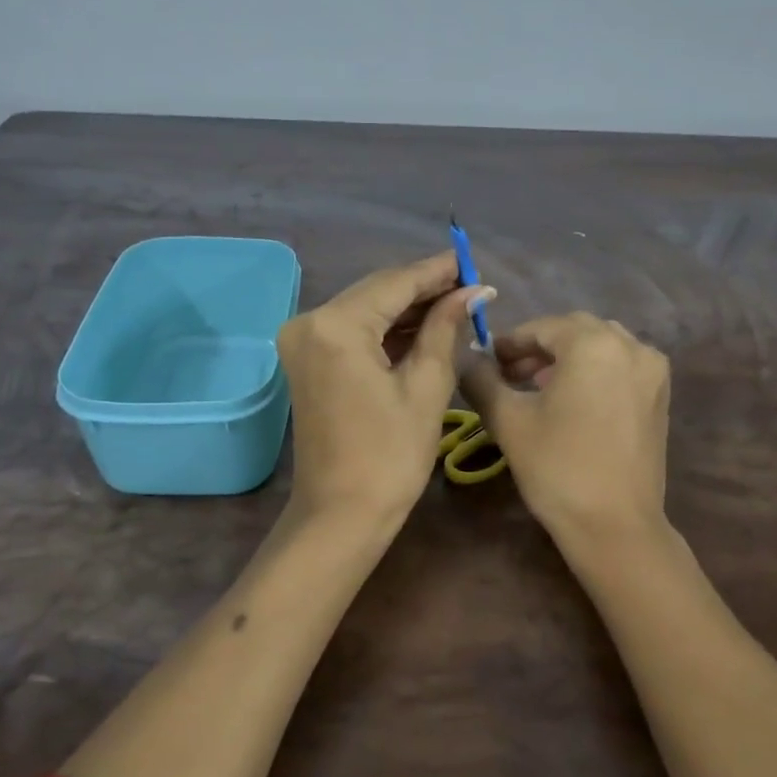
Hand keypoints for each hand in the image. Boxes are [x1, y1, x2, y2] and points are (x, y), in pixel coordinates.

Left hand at [277, 252, 490, 525]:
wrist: (340, 514)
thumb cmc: (390, 456)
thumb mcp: (426, 387)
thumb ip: (445, 329)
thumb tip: (473, 292)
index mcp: (336, 325)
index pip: (395, 282)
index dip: (437, 271)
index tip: (473, 261)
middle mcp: (310, 322)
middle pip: (377, 291)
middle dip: (424, 289)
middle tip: (472, 286)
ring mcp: (303, 341)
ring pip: (366, 310)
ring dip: (408, 309)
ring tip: (458, 305)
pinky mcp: (308, 360)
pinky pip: (353, 332)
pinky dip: (387, 330)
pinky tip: (425, 327)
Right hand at [461, 312, 670, 544]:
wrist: (615, 525)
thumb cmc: (557, 467)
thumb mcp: (508, 421)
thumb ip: (482, 380)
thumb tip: (467, 360)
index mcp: (594, 344)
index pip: (543, 327)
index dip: (511, 342)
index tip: (488, 362)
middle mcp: (631, 346)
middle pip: (575, 331)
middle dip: (540, 347)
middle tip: (509, 373)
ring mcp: (652, 371)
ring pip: (601, 346)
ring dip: (568, 357)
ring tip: (539, 387)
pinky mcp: (660, 397)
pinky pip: (621, 367)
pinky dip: (595, 371)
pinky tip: (573, 400)